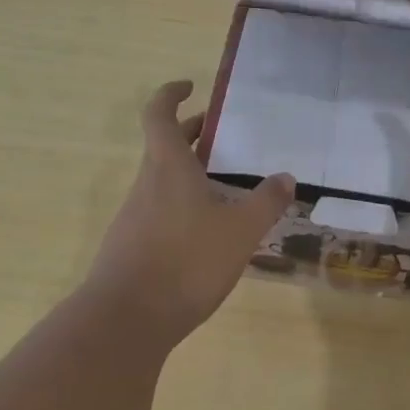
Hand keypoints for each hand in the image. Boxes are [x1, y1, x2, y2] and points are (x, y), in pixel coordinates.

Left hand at [88, 81, 294, 345]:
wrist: (124, 322)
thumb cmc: (185, 262)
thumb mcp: (240, 231)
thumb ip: (265, 203)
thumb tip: (285, 177)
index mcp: (168, 167)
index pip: (159, 114)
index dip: (171, 95)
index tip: (190, 87)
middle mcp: (146, 184)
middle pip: (164, 147)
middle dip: (192, 136)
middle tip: (223, 137)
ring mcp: (133, 217)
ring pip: (162, 181)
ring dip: (189, 174)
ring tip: (226, 188)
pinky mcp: (130, 247)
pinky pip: (159, 211)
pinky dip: (182, 206)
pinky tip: (207, 234)